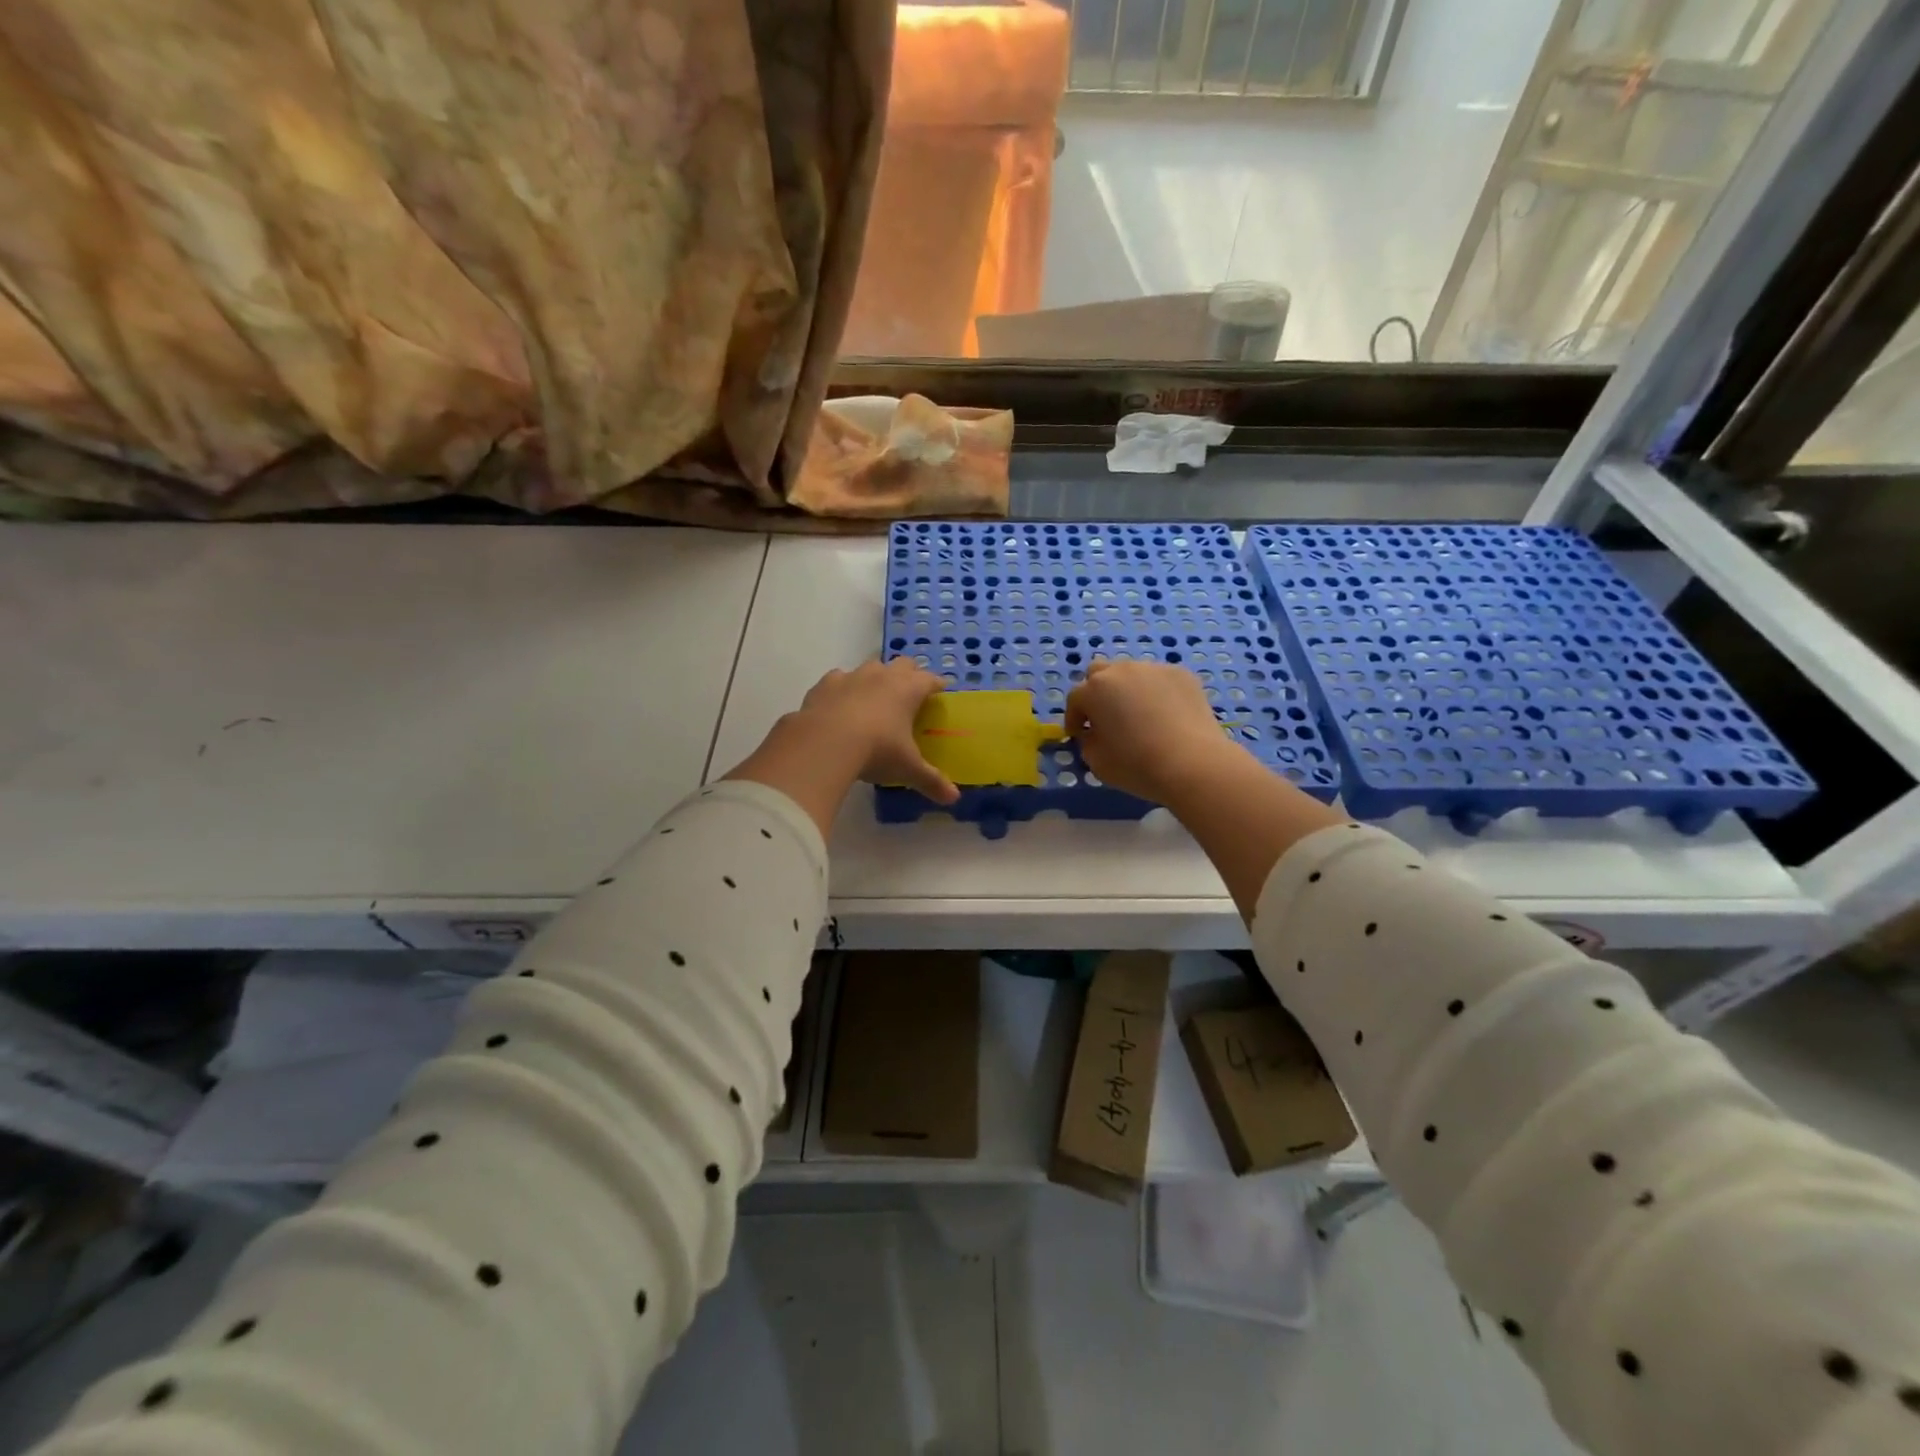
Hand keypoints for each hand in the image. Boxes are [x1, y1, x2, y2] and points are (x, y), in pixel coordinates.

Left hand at [795, 658, 959, 804]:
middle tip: (910, 693)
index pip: (930, 680)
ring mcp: (852, 676)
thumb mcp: (907, 769)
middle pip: (903, 664)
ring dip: (876, 678)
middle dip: (909, 674)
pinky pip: (839, 678)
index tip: (941, 690)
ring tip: (875, 698)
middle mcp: (882, 676)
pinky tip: (840, 703)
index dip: (937, 684)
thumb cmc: (877, 751)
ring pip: (870, 666)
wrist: (824, 744)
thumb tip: (953, 798)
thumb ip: (931, 780)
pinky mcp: (825, 684)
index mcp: (908, 690)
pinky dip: (843, 688)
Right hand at [1065, 659, 1243, 803]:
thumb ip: (1088, 741)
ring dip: (1128, 691)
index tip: (1080, 734)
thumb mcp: (1096, 761)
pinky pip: (1159, 680)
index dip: (1075, 718)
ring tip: (1140, 716)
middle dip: (1097, 693)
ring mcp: (1154, 669)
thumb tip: (1094, 732)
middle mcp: (1121, 670)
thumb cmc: (1136, 765)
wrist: (1193, 763)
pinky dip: (1156, 693)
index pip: (1075, 698)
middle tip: (1106, 718)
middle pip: (1100, 674)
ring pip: (1131, 674)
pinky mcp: (1182, 674)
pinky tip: (1166, 716)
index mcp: (1094, 689)